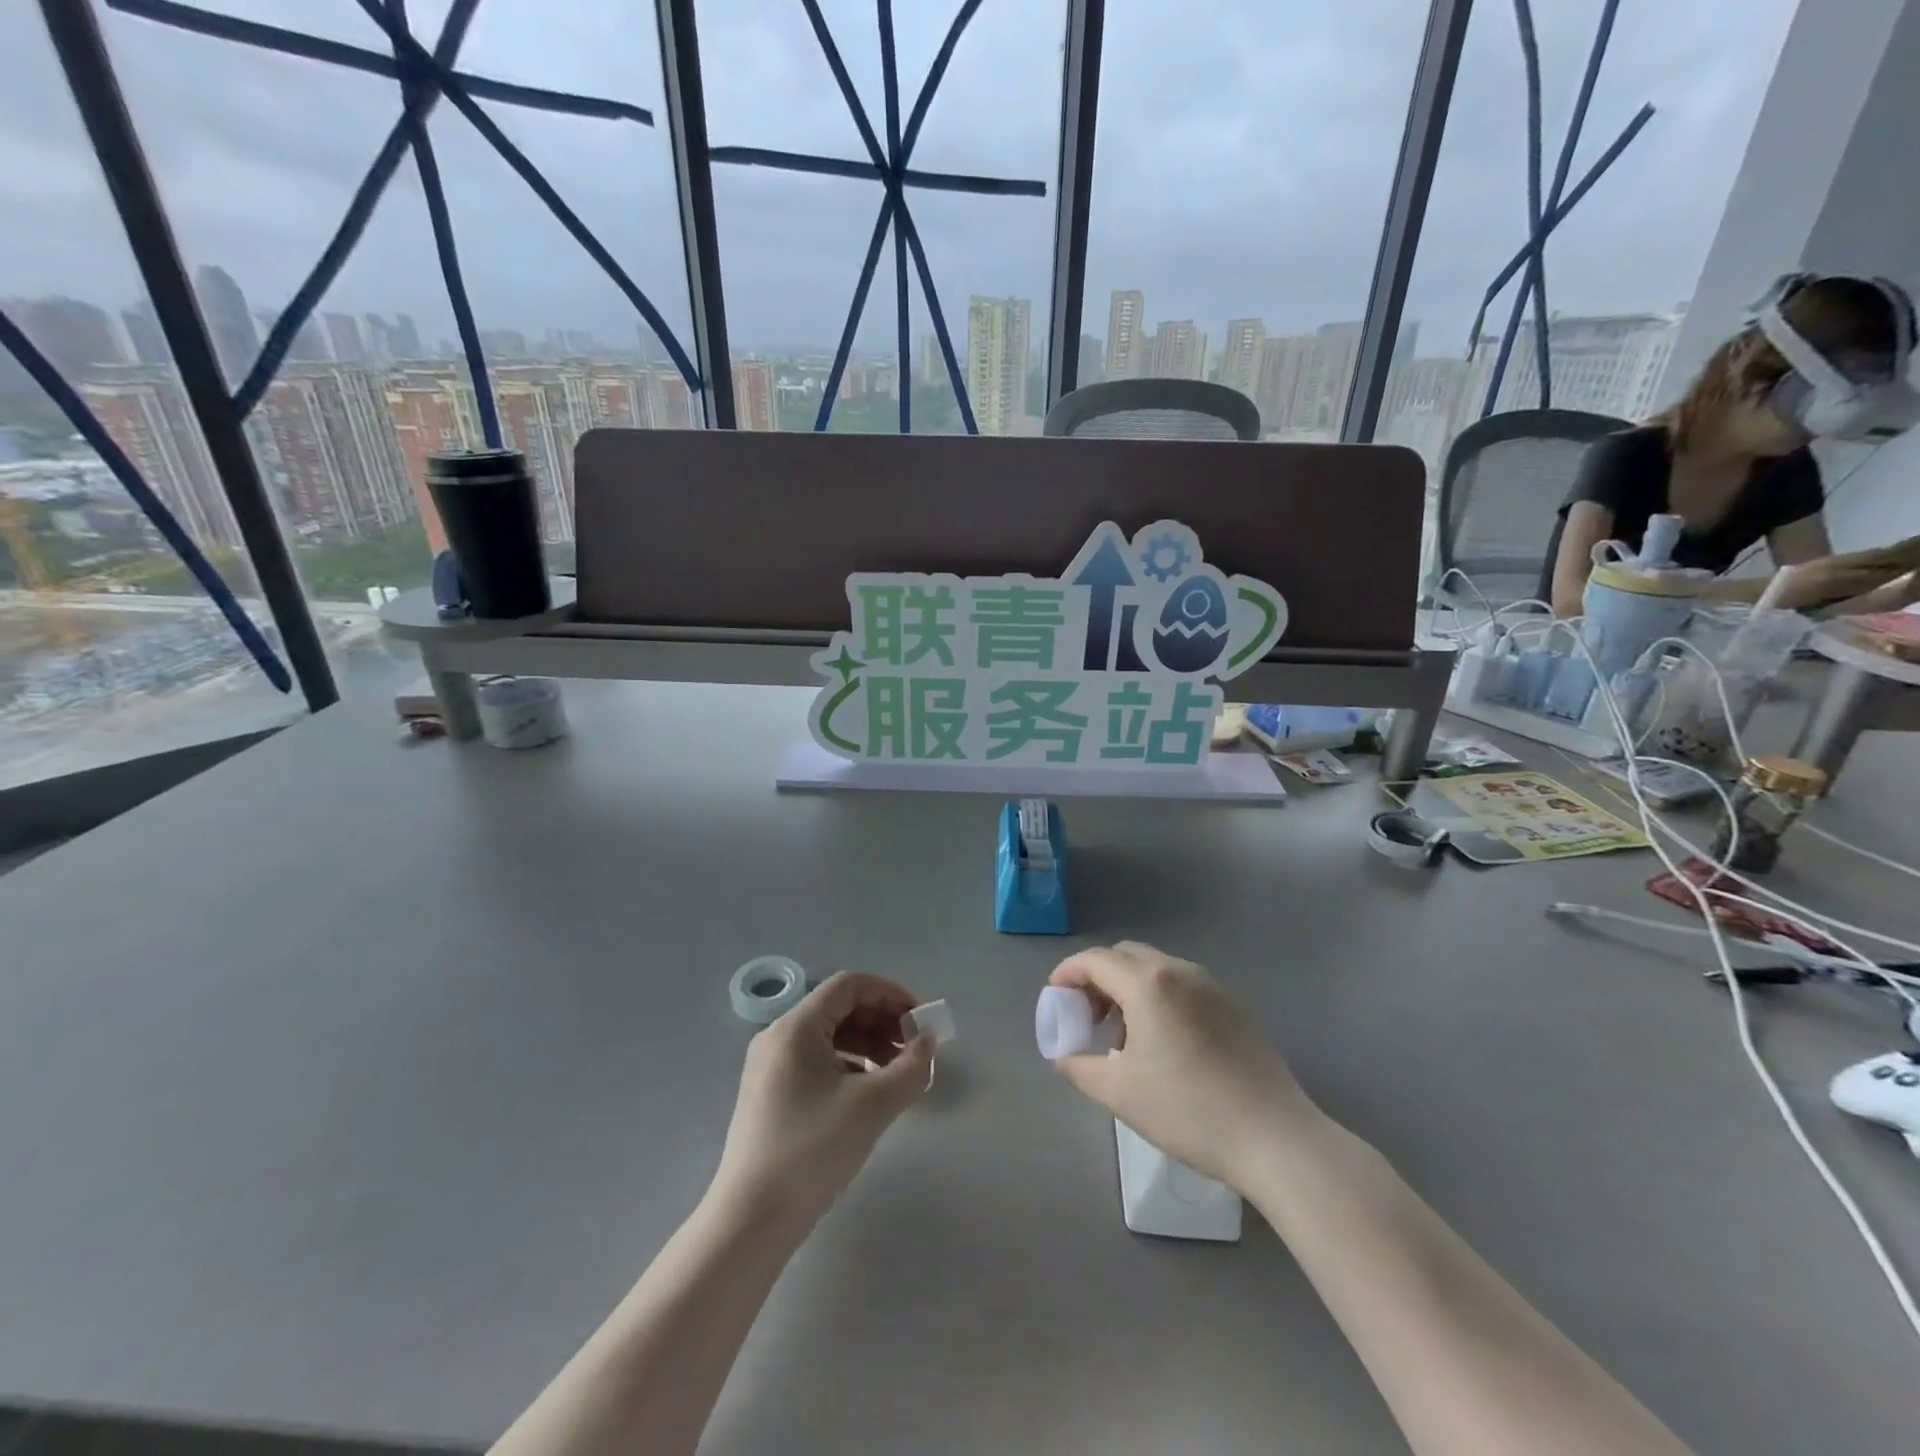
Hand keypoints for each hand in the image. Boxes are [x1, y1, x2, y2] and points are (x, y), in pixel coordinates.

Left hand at [710, 972, 933, 1232]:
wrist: (751, 1220)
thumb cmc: (812, 1150)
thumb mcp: (872, 1107)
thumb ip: (909, 1068)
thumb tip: (928, 1042)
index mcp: (796, 1027)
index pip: (850, 985)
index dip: (890, 994)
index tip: (920, 1021)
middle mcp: (778, 1036)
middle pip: (839, 1007)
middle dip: (882, 1020)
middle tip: (914, 1048)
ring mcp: (770, 1066)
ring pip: (829, 1036)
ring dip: (868, 1043)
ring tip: (897, 1072)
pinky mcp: (770, 1094)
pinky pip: (817, 1061)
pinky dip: (848, 1065)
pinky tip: (868, 1093)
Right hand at [1048, 942, 1313, 1186]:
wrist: (1274, 1137)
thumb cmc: (1188, 1110)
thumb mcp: (1120, 1093)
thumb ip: (1079, 1067)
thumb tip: (1064, 1057)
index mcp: (1148, 983)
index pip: (1095, 960)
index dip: (1068, 973)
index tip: (1055, 997)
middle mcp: (1179, 971)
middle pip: (1125, 956)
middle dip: (1098, 978)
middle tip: (1087, 1017)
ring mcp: (1212, 986)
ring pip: (1156, 969)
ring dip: (1129, 989)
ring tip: (1123, 1036)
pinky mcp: (1234, 1006)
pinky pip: (1183, 986)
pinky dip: (1159, 999)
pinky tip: (1163, 1044)